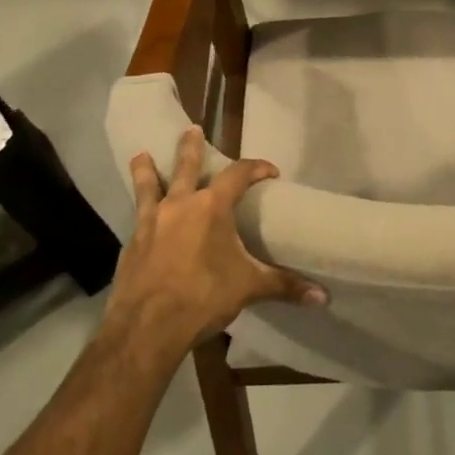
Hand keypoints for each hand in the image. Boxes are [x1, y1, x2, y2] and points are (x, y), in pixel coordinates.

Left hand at [104, 126, 325, 356]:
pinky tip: (141, 217)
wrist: (148, 325)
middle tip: (190, 130)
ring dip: (146, 169)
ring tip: (141, 155)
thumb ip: (284, 286)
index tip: (270, 171)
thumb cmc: (204, 297)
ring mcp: (151, 222)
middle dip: (190, 147)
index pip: (238, 174)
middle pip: (185, 166)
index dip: (256, 168)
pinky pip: (137, 217)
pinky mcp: (132, 243)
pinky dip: (141, 210)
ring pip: (148, 185)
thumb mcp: (249, 288)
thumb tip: (323, 296)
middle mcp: (179, 205)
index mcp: (211, 207)